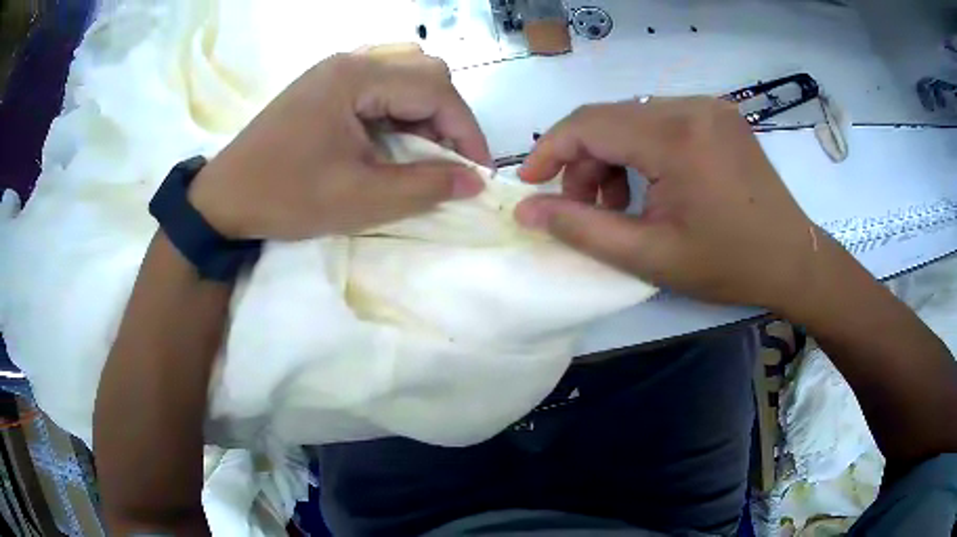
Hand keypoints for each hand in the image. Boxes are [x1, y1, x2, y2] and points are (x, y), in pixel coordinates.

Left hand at [189, 44, 488, 239]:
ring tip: (423, 153)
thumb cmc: (285, 197)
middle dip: (449, 118)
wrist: (224, 198)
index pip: (435, 90)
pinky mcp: (326, 85)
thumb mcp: (359, 200)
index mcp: (356, 78)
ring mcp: (335, 70)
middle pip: (424, 72)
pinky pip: (380, 86)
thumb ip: (423, 187)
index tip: (479, 172)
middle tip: (449, 162)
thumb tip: (473, 181)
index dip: (466, 131)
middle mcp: (350, 61)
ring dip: (426, 113)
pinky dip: (400, 111)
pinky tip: (394, 139)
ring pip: (405, 76)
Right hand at [515, 97, 824, 311]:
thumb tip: (527, 211)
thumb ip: (581, 229)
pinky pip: (660, 120)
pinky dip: (641, 149)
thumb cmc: (728, 265)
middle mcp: (690, 106)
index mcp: (675, 137)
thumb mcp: (649, 256)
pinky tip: (651, 183)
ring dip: (612, 156)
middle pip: (610, 119)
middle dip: (584, 161)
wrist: (792, 260)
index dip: (550, 150)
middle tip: (584, 209)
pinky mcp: (718, 114)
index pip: (588, 123)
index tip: (531, 185)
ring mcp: (708, 106)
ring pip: (633, 118)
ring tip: (619, 203)